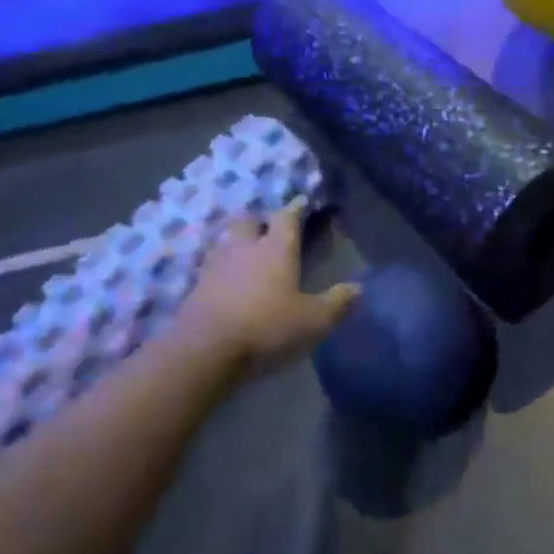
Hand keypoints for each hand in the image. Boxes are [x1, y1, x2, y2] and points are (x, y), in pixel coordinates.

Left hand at [171, 203, 356, 377]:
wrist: (204, 352)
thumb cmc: (267, 328)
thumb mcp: (314, 321)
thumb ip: (337, 303)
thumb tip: (358, 288)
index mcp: (276, 248)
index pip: (286, 217)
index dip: (295, 208)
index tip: (301, 202)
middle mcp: (244, 248)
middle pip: (248, 220)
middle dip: (260, 220)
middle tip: (269, 229)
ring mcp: (215, 266)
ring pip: (226, 241)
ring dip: (237, 242)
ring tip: (247, 252)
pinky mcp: (195, 289)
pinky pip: (210, 268)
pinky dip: (221, 269)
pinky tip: (227, 281)